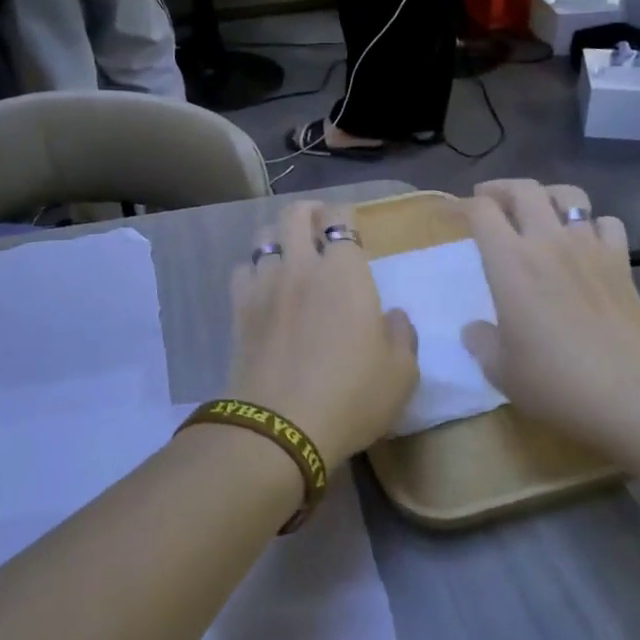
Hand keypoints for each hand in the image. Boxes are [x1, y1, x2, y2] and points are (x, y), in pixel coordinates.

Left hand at [224, 200, 417, 470]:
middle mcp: (301, 266)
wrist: (281, 427)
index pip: (341, 218)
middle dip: (309, 212)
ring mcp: (265, 285)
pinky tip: (263, 287)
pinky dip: (253, 269)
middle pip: (294, 214)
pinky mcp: (238, 309)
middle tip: (320, 228)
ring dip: (278, 236)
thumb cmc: (352, 397)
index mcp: (345, 272)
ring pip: (263, 236)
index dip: (345, 216)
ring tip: (289, 254)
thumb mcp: (401, 373)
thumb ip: (401, 335)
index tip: (351, 229)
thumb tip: (391, 316)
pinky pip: (242, 270)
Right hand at [462, 180, 639, 449]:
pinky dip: (592, 224)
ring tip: (537, 210)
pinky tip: (586, 242)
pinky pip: (607, 223)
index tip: (453, 216)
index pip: (482, 211)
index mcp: (510, 262)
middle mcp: (548, 242)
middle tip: (488, 200)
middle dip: (500, 188)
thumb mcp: (501, 370)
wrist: (634, 393)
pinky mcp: (622, 263)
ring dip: (547, 196)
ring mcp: (590, 248)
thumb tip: (475, 330)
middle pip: (524, 189)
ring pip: (569, 196)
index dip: (463, 206)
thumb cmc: (557, 381)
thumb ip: (482, 343)